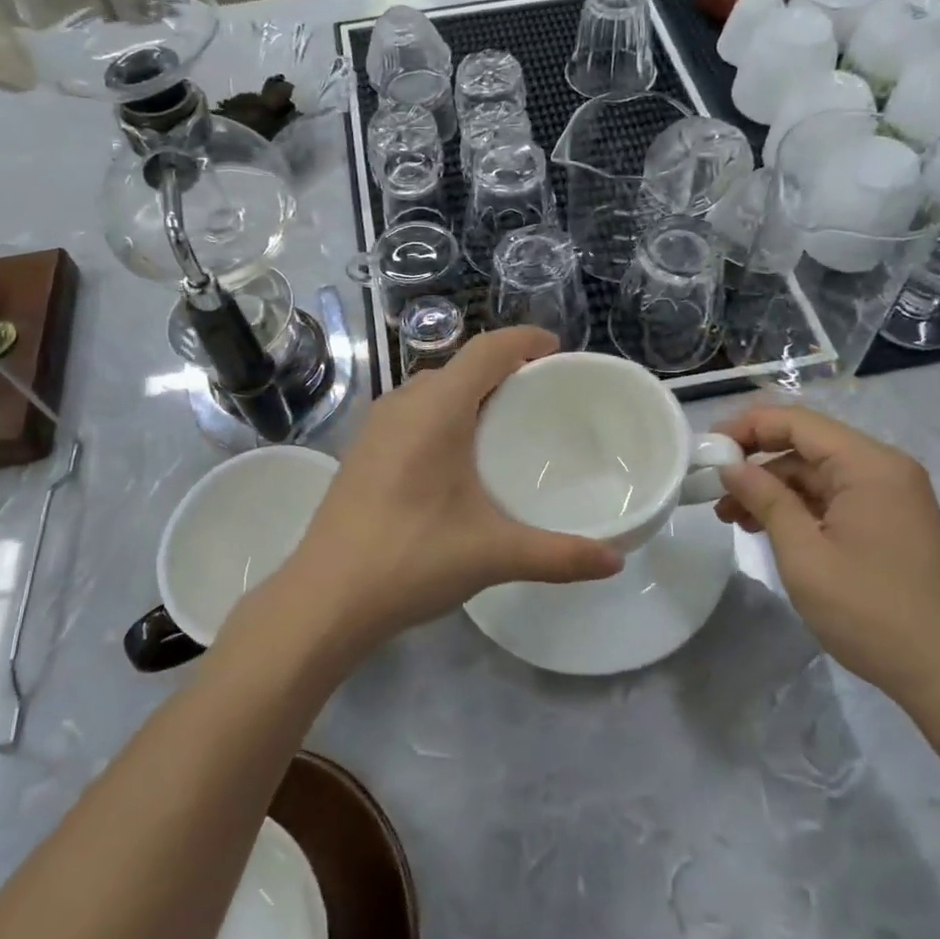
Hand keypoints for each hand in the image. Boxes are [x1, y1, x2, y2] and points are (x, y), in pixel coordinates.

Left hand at [277, 327, 621, 651]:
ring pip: (431, 389)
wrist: (323, 599)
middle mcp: (402, 403)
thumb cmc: (411, 559)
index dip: (523, 339)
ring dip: (468, 392)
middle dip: (501, 368)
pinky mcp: (360, 451)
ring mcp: (375, 426)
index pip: (486, 350)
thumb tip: (616, 561)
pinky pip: (411, 412)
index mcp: (436, 409)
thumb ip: (559, 555)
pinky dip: (442, 413)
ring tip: (502, 421)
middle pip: (459, 366)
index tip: (556, 348)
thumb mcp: (493, 554)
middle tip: (540, 394)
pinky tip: (455, 456)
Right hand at [713, 404, 939, 715]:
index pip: (797, 422)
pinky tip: (765, 528)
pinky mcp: (888, 520)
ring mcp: (890, 495)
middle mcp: (884, 468)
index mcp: (869, 465)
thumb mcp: (803, 552)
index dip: (747, 427)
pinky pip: (833, 496)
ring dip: (772, 489)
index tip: (707, 449)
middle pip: (806, 446)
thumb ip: (764, 498)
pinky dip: (797, 506)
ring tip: (731, 517)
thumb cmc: (868, 610)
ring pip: (816, 473)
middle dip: (756, 464)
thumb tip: (730, 466)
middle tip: (713, 491)